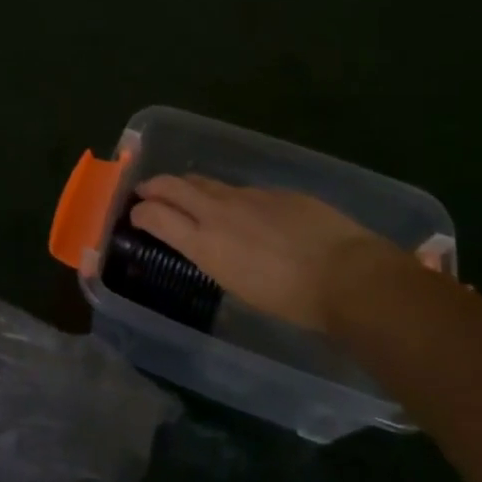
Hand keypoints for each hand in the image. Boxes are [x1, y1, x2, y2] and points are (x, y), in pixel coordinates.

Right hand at [129, 174, 411, 332]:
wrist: (346, 274)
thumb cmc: (292, 299)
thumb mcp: (239, 286)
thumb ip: (215, 256)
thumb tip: (209, 245)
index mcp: (204, 243)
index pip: (155, 215)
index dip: (139, 213)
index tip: (134, 215)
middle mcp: (218, 211)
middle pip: (172, 186)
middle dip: (153, 186)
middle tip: (146, 193)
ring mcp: (247, 195)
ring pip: (205, 182)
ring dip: (188, 187)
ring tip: (186, 195)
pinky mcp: (275, 191)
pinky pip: (241, 190)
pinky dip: (229, 196)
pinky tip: (242, 210)